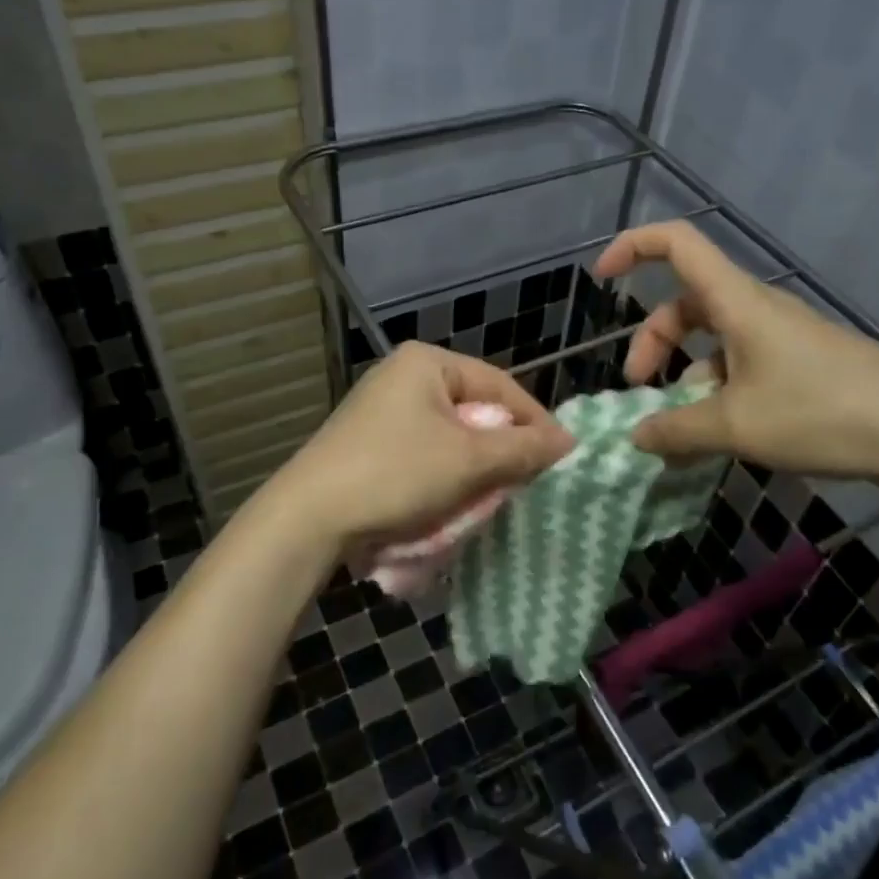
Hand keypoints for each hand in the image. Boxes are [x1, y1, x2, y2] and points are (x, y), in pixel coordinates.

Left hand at [261, 342, 574, 556]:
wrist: (308, 517)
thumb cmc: (395, 473)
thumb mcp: (468, 460)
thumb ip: (523, 448)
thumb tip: (569, 442)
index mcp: (427, 362)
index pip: (501, 385)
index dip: (535, 422)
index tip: (561, 458)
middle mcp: (404, 374)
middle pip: (476, 409)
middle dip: (503, 448)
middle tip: (528, 480)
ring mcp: (383, 407)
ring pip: (452, 434)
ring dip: (476, 465)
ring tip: (494, 494)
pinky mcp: (370, 439)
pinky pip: (426, 449)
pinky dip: (446, 472)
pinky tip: (454, 498)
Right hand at [592, 222, 878, 483]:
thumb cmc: (820, 412)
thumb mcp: (736, 426)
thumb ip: (676, 430)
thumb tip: (636, 436)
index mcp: (736, 302)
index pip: (676, 243)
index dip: (632, 247)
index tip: (601, 279)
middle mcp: (755, 309)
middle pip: (685, 304)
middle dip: (652, 342)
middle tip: (639, 389)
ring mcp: (780, 336)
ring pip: (712, 340)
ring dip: (684, 376)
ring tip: (680, 430)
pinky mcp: (799, 362)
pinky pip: (739, 364)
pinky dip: (716, 392)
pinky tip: (719, 435)